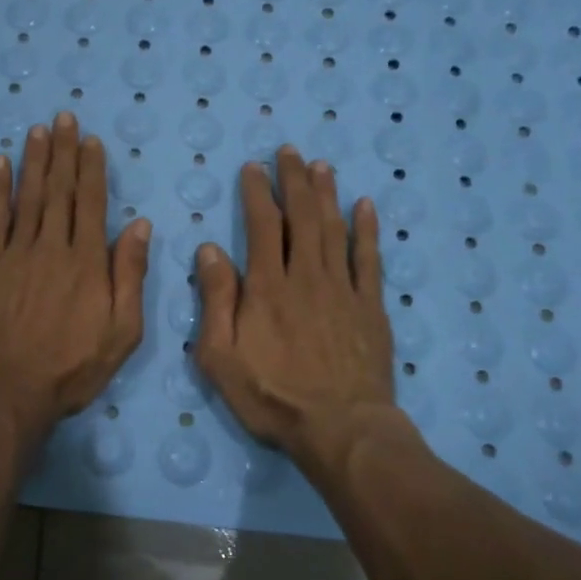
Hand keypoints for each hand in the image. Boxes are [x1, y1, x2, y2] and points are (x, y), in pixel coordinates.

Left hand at [0, 113, 151, 450]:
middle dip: (63, 151)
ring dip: (34, 160)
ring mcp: (17, 253)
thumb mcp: (122, 331)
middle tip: (63, 117)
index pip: (92, 203)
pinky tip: (0, 164)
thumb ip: (130, 275)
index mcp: (88, 262)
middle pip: (60, 190)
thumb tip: (140, 225)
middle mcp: (53, 247)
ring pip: (28, 197)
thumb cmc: (73, 367)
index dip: (92, 169)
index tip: (91, 140)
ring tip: (38, 130)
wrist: (10, 389)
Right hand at [193, 146, 398, 478]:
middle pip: (300, 217)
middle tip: (289, 151)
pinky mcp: (370, 307)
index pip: (261, 226)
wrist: (340, 428)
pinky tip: (365, 206)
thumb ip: (215, 300)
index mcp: (266, 287)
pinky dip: (367, 230)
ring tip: (321, 165)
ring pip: (333, 229)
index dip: (256, 193)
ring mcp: (343, 289)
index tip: (253, 168)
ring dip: (326, 194)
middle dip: (293, 181)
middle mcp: (306, 276)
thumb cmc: (271, 397)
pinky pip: (369, 259)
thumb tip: (209, 249)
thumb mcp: (220, 356)